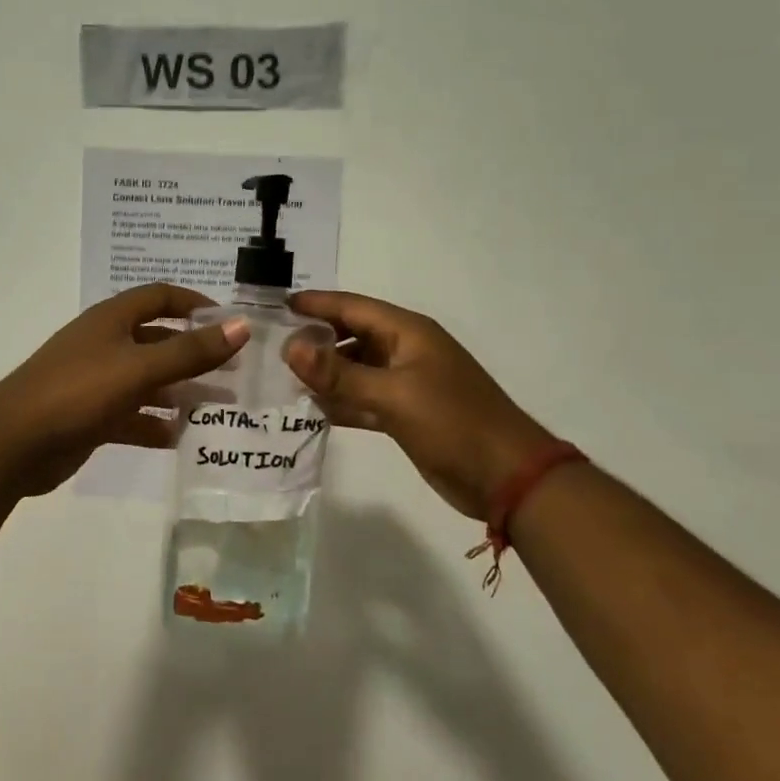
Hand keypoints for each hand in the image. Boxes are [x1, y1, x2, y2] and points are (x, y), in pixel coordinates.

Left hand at [0, 284, 250, 495]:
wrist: (14, 443)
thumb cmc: (78, 391)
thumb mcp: (139, 368)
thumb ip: (191, 351)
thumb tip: (241, 326)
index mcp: (112, 320)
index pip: (160, 296)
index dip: (195, 303)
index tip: (229, 322)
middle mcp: (105, 344)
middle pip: (158, 340)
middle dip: (195, 353)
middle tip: (234, 371)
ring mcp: (97, 382)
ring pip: (148, 381)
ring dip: (181, 391)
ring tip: (219, 406)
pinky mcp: (92, 416)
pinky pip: (133, 415)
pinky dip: (156, 424)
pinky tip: (181, 437)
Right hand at [284, 290, 551, 520]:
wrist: (505, 476)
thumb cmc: (452, 423)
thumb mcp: (392, 394)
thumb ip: (339, 373)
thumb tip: (290, 347)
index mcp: (408, 333)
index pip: (353, 307)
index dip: (317, 304)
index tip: (279, 305)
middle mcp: (405, 351)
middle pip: (352, 336)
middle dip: (316, 339)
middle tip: (273, 347)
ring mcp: (406, 384)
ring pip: (356, 370)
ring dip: (326, 374)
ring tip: (285, 378)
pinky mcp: (405, 414)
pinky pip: (364, 399)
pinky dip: (341, 402)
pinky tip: (313, 409)